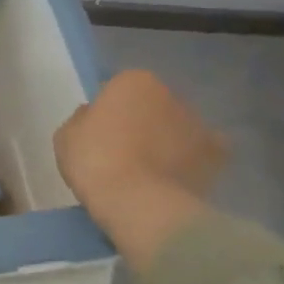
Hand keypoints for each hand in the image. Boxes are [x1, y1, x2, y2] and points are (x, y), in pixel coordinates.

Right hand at [54, 70, 226, 271]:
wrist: (137, 202)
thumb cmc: (95, 160)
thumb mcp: (66, 135)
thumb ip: (83, 119)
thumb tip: (94, 117)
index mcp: (133, 81)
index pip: (118, 89)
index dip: (108, 111)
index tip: (100, 133)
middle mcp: (170, 94)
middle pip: (152, 105)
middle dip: (143, 121)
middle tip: (125, 150)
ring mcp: (198, 124)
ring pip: (179, 127)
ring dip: (169, 139)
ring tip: (152, 169)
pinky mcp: (216, 156)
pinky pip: (204, 153)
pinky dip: (194, 160)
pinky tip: (178, 176)